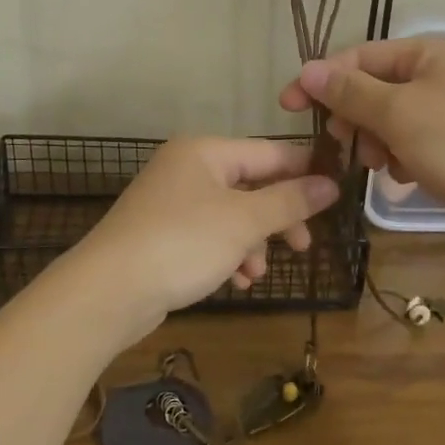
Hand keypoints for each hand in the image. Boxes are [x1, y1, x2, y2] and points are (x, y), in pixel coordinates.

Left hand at [66, 137, 339, 346]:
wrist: (108, 292)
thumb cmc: (182, 243)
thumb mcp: (244, 221)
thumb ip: (290, 201)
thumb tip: (331, 183)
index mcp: (205, 152)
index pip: (269, 152)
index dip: (305, 171)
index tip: (337, 193)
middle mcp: (187, 169)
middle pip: (251, 185)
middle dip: (278, 217)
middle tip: (304, 245)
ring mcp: (172, 203)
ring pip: (232, 215)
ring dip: (253, 243)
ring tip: (258, 272)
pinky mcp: (163, 235)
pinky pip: (210, 237)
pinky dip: (228, 255)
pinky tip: (237, 281)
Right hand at [278, 37, 444, 230]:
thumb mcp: (399, 114)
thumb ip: (350, 92)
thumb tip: (307, 70)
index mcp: (429, 53)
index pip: (360, 58)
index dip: (322, 80)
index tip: (288, 107)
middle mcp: (443, 74)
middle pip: (376, 88)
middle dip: (355, 117)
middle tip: (345, 145)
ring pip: (394, 120)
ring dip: (378, 142)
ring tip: (384, 166)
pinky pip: (417, 142)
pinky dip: (405, 157)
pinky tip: (409, 177)